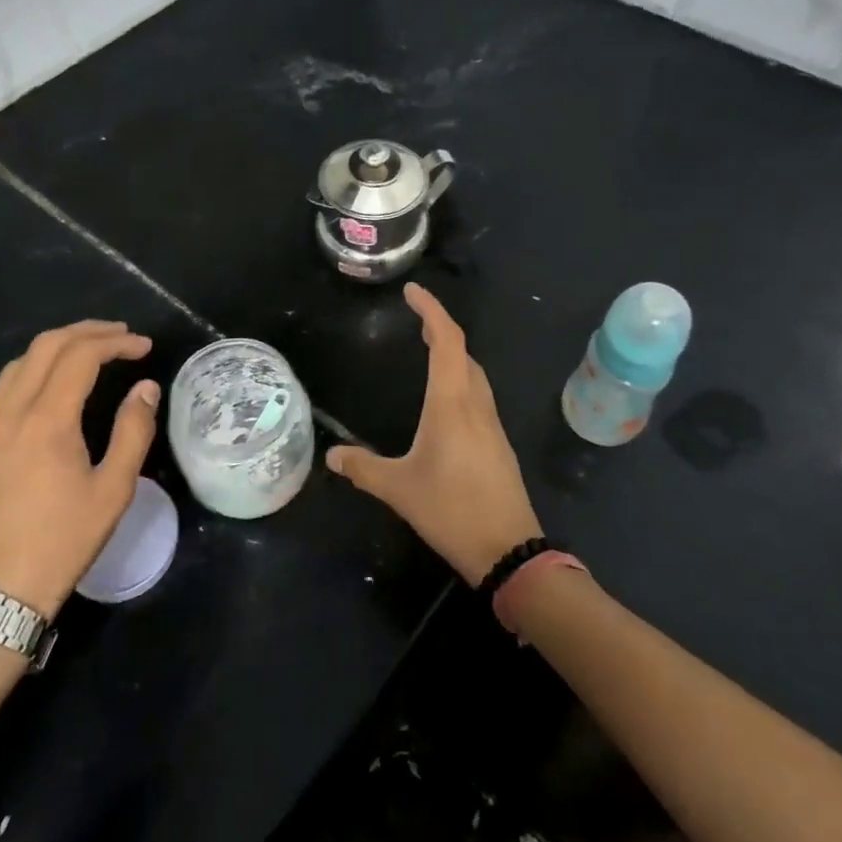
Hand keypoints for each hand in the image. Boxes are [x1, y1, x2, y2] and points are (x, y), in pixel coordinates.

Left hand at [0, 320, 157, 619]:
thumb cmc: (62, 541)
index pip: (81, 356)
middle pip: (46, 347)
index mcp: (47, 420)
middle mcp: (12, 413)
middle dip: (87, 332)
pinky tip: (52, 385)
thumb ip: (133, 431)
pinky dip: (34, 368)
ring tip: (90, 350)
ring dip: (57, 346)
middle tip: (122, 335)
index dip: (116, 342)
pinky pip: (4, 388)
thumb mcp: (114, 490)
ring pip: (19, 363)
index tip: (144, 346)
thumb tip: (145, 388)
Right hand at [327, 283, 540, 585]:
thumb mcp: (399, 489)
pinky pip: (479, 395)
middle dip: (441, 328)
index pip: (447, 341)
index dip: (431, 311)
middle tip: (415, 319)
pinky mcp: (498, 443)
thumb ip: (363, 468)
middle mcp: (476, 405)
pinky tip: (446, 399)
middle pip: (463, 352)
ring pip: (475, 374)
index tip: (413, 292)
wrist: (509, 550)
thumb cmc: (451, 511)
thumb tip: (332, 455)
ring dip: (454, 354)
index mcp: (452, 404)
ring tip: (429, 350)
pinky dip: (461, 379)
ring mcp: (492, 424)